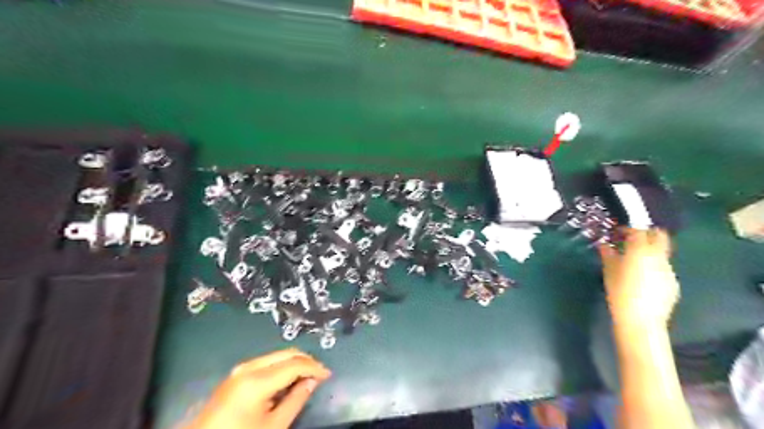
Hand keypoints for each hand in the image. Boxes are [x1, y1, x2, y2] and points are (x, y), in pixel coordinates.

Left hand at [188, 349, 332, 428]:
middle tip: (319, 373)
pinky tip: (288, 379)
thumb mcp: (273, 426)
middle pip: (286, 353)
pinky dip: (281, 367)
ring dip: (294, 362)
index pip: (294, 364)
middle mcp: (248, 367)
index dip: (314, 367)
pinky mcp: (235, 375)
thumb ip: (296, 400)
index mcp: (256, 380)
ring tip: (307, 376)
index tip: (328, 374)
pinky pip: (265, 363)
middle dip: (305, 360)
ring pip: (276, 356)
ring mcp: (239, 369)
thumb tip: (312, 382)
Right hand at [597, 230, 679, 325]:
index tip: (618, 232)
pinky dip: (653, 267)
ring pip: (661, 252)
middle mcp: (658, 256)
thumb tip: (604, 246)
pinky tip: (643, 279)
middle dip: (646, 233)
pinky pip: (663, 268)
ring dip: (649, 252)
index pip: (638, 230)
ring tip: (634, 262)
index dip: (628, 228)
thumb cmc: (620, 293)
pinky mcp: (673, 282)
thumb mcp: (609, 272)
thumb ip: (608, 255)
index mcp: (640, 251)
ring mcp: (669, 269)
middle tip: (632, 239)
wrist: (641, 320)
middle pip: (659, 235)